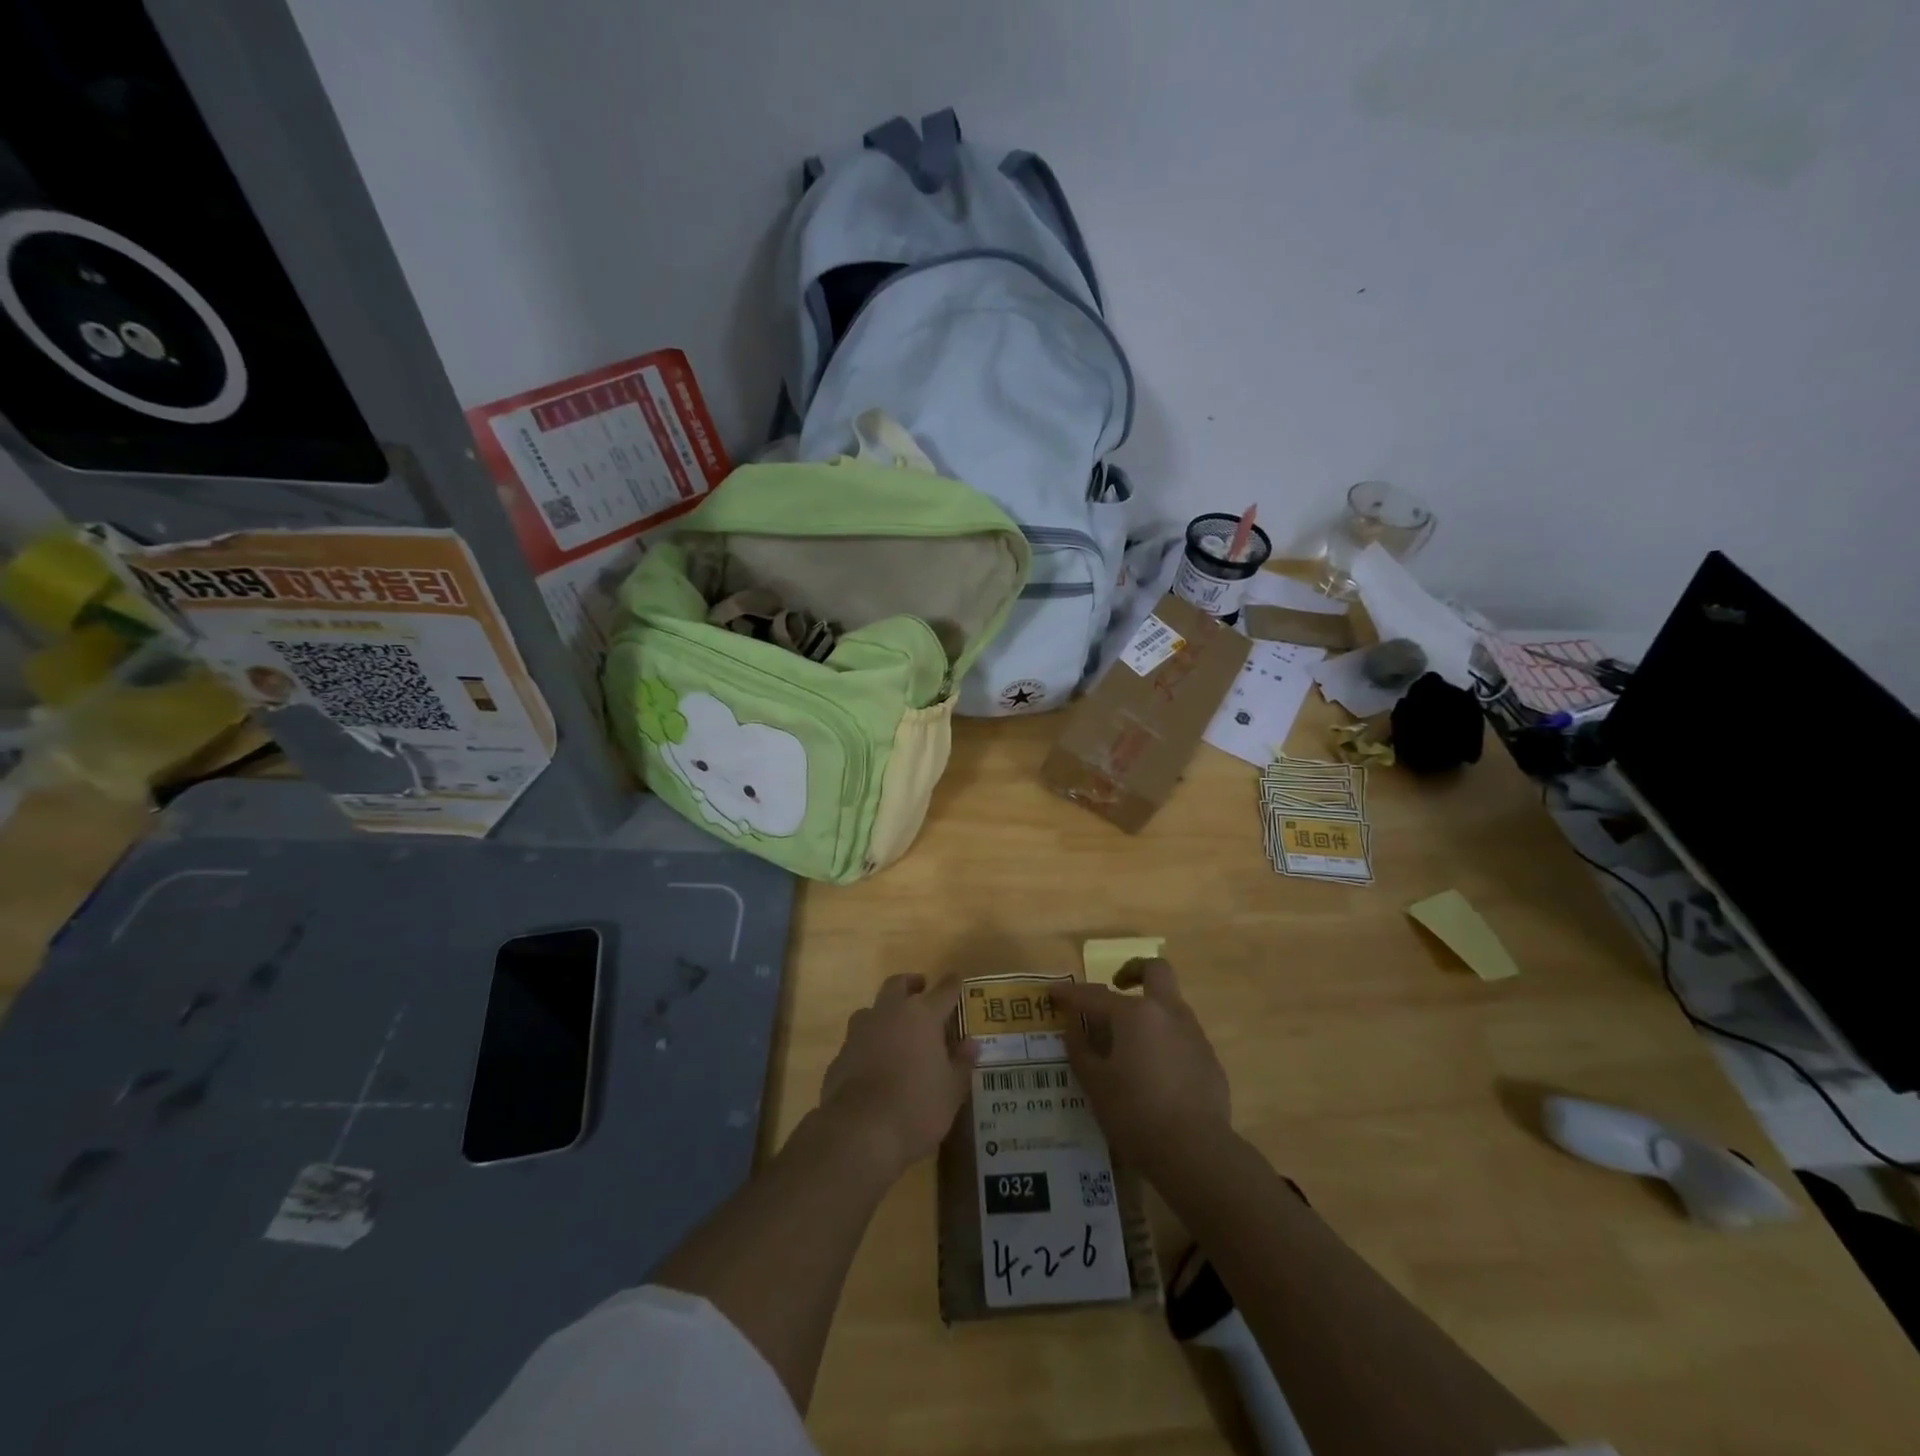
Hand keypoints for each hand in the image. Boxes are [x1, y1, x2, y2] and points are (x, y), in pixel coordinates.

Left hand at [818, 973, 975, 1178]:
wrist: (859, 1132)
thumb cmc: (916, 1108)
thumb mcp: (951, 1091)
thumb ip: (961, 1063)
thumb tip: (970, 1043)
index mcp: (922, 1016)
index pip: (943, 990)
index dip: (952, 984)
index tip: (957, 979)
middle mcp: (889, 1013)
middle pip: (899, 984)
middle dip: (911, 984)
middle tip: (921, 990)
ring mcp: (860, 1031)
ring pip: (873, 1009)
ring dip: (885, 1013)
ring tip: (896, 1030)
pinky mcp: (840, 1054)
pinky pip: (858, 1040)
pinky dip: (869, 1044)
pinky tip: (875, 1064)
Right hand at [1052, 959, 1230, 1175]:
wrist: (1196, 1152)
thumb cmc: (1136, 1113)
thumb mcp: (1095, 1084)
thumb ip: (1081, 1049)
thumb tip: (1073, 1027)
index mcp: (1134, 1014)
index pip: (1094, 995)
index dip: (1070, 994)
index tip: (1053, 993)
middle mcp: (1167, 1012)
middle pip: (1155, 970)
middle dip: (1133, 971)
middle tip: (1116, 987)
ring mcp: (1193, 1034)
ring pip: (1171, 1004)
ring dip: (1151, 1010)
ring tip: (1131, 1042)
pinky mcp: (1210, 1060)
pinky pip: (1183, 1036)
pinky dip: (1166, 1041)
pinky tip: (1156, 1073)